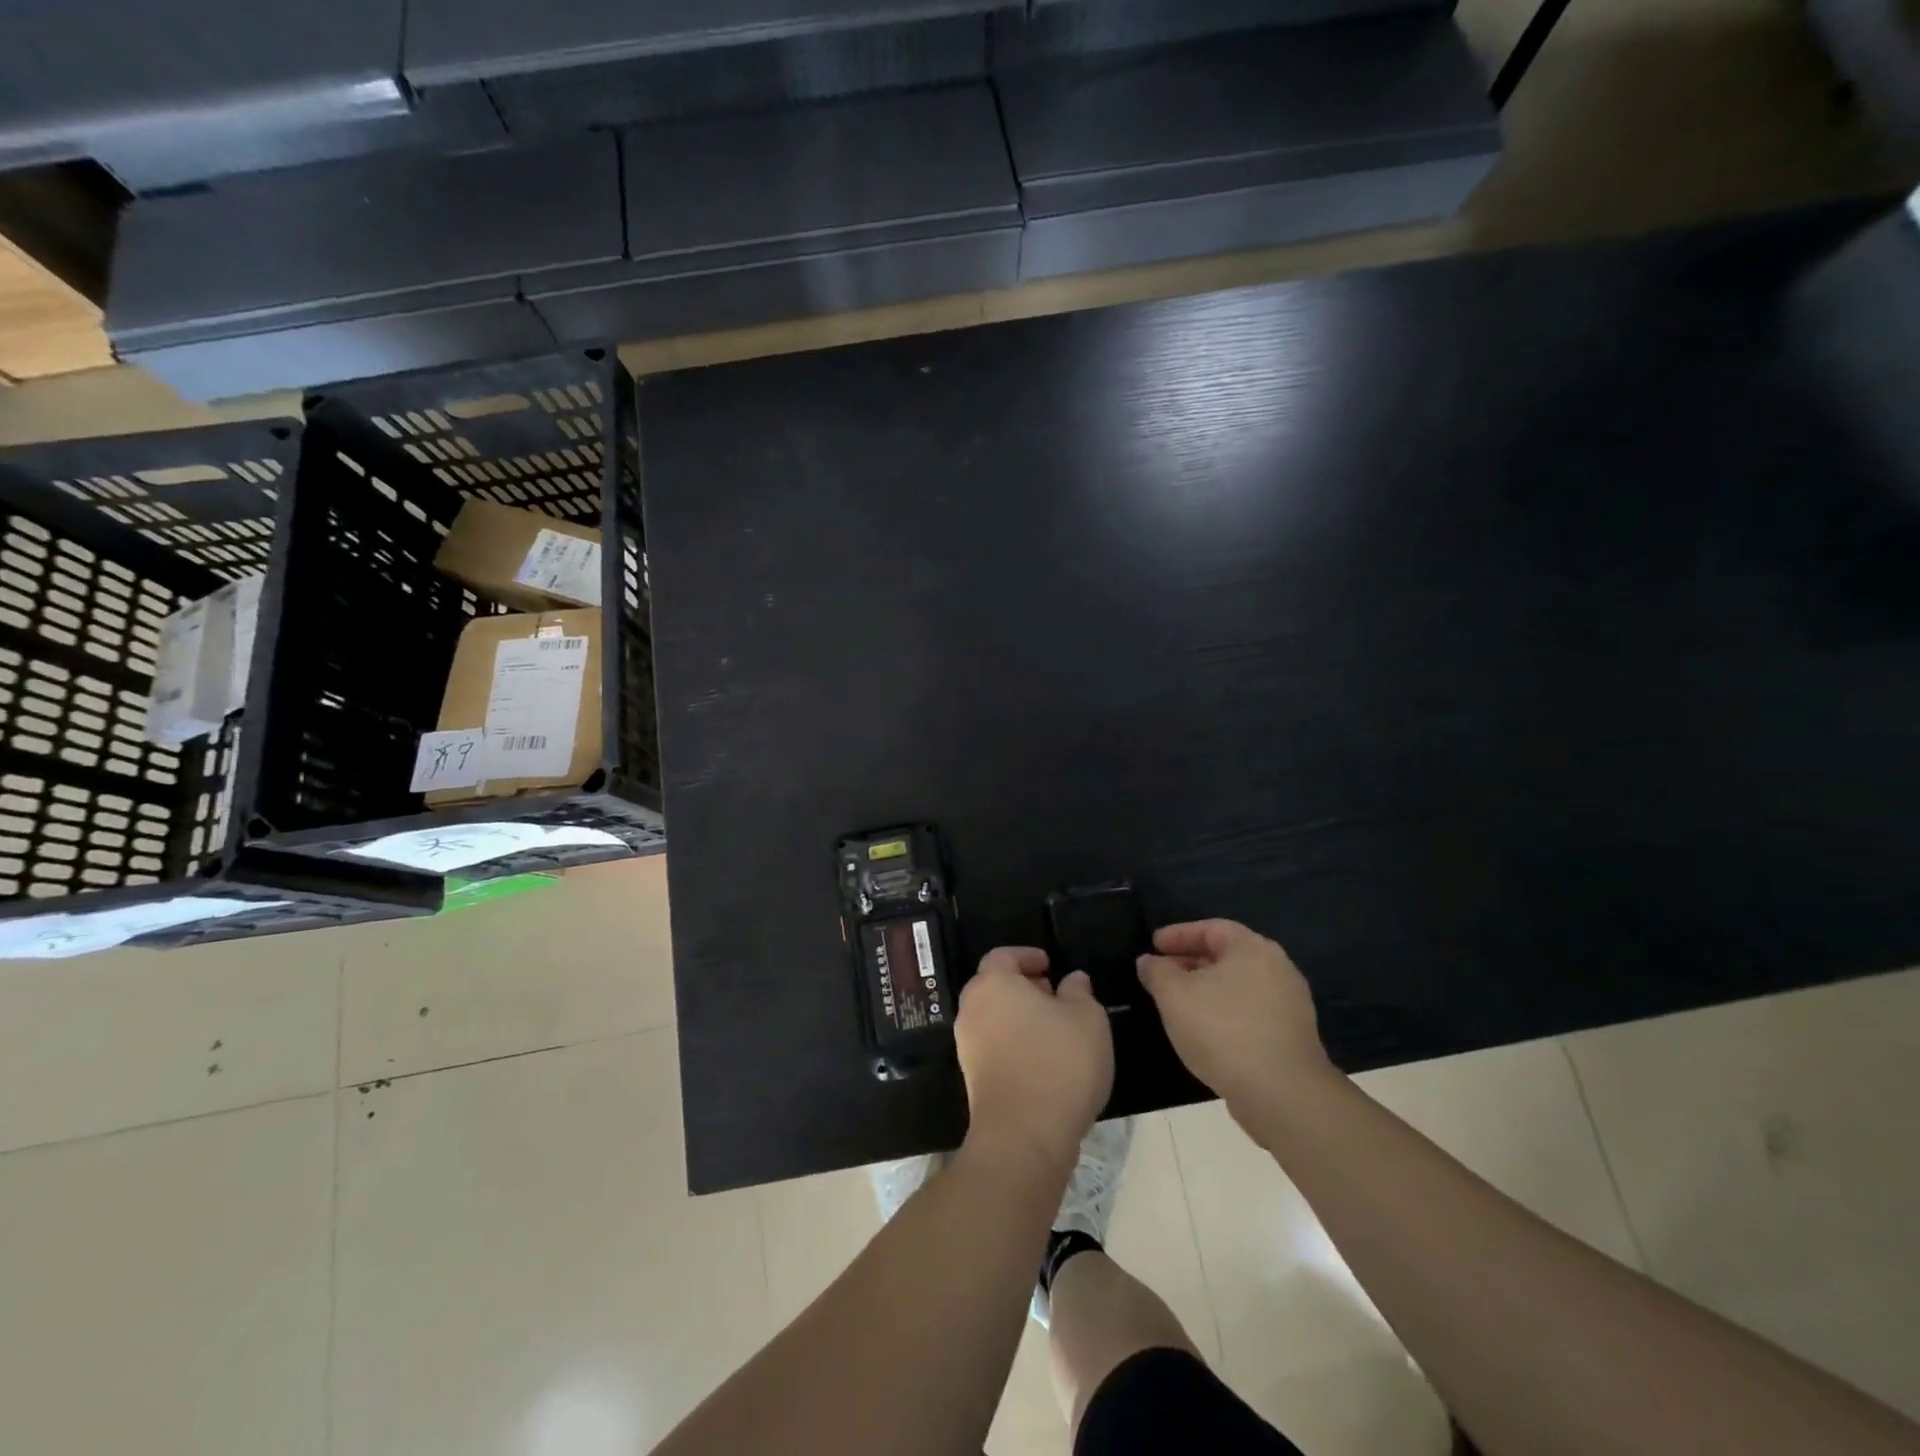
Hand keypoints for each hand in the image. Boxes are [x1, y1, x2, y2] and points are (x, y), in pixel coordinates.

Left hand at [955, 947, 1113, 1174]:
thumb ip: (1079, 993)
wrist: (1024, 1137)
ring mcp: (967, 1045)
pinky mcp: (972, 1078)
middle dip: (1023, 986)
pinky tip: (1044, 1059)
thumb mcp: (1087, 1019)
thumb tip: (1072, 981)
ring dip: (1019, 1016)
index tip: (1050, 965)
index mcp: (993, 983)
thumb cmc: (1058, 1062)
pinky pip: (993, 1046)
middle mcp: (972, 1009)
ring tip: (1055, 1029)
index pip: (1003, 956)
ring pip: (993, 1017)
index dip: (1027, 956)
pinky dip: (1014, 1042)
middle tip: (1054, 994)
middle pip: (994, 986)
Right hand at [1136, 919, 1334, 1111]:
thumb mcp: (1175, 995)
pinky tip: (1203, 1031)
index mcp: (1253, 949)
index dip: (1178, 934)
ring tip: (1177, 1004)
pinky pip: (1249, 1012)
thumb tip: (1148, 961)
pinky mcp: (1291, 1037)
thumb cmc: (1223, 1030)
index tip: (1153, 945)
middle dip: (1190, 962)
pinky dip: (1223, 1013)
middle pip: (1227, 956)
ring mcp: (1289, 1005)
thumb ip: (1157, 972)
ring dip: (1206, 990)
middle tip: (1161, 974)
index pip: (1211, 928)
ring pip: (1238, 986)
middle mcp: (1277, 969)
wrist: (1282, 1094)